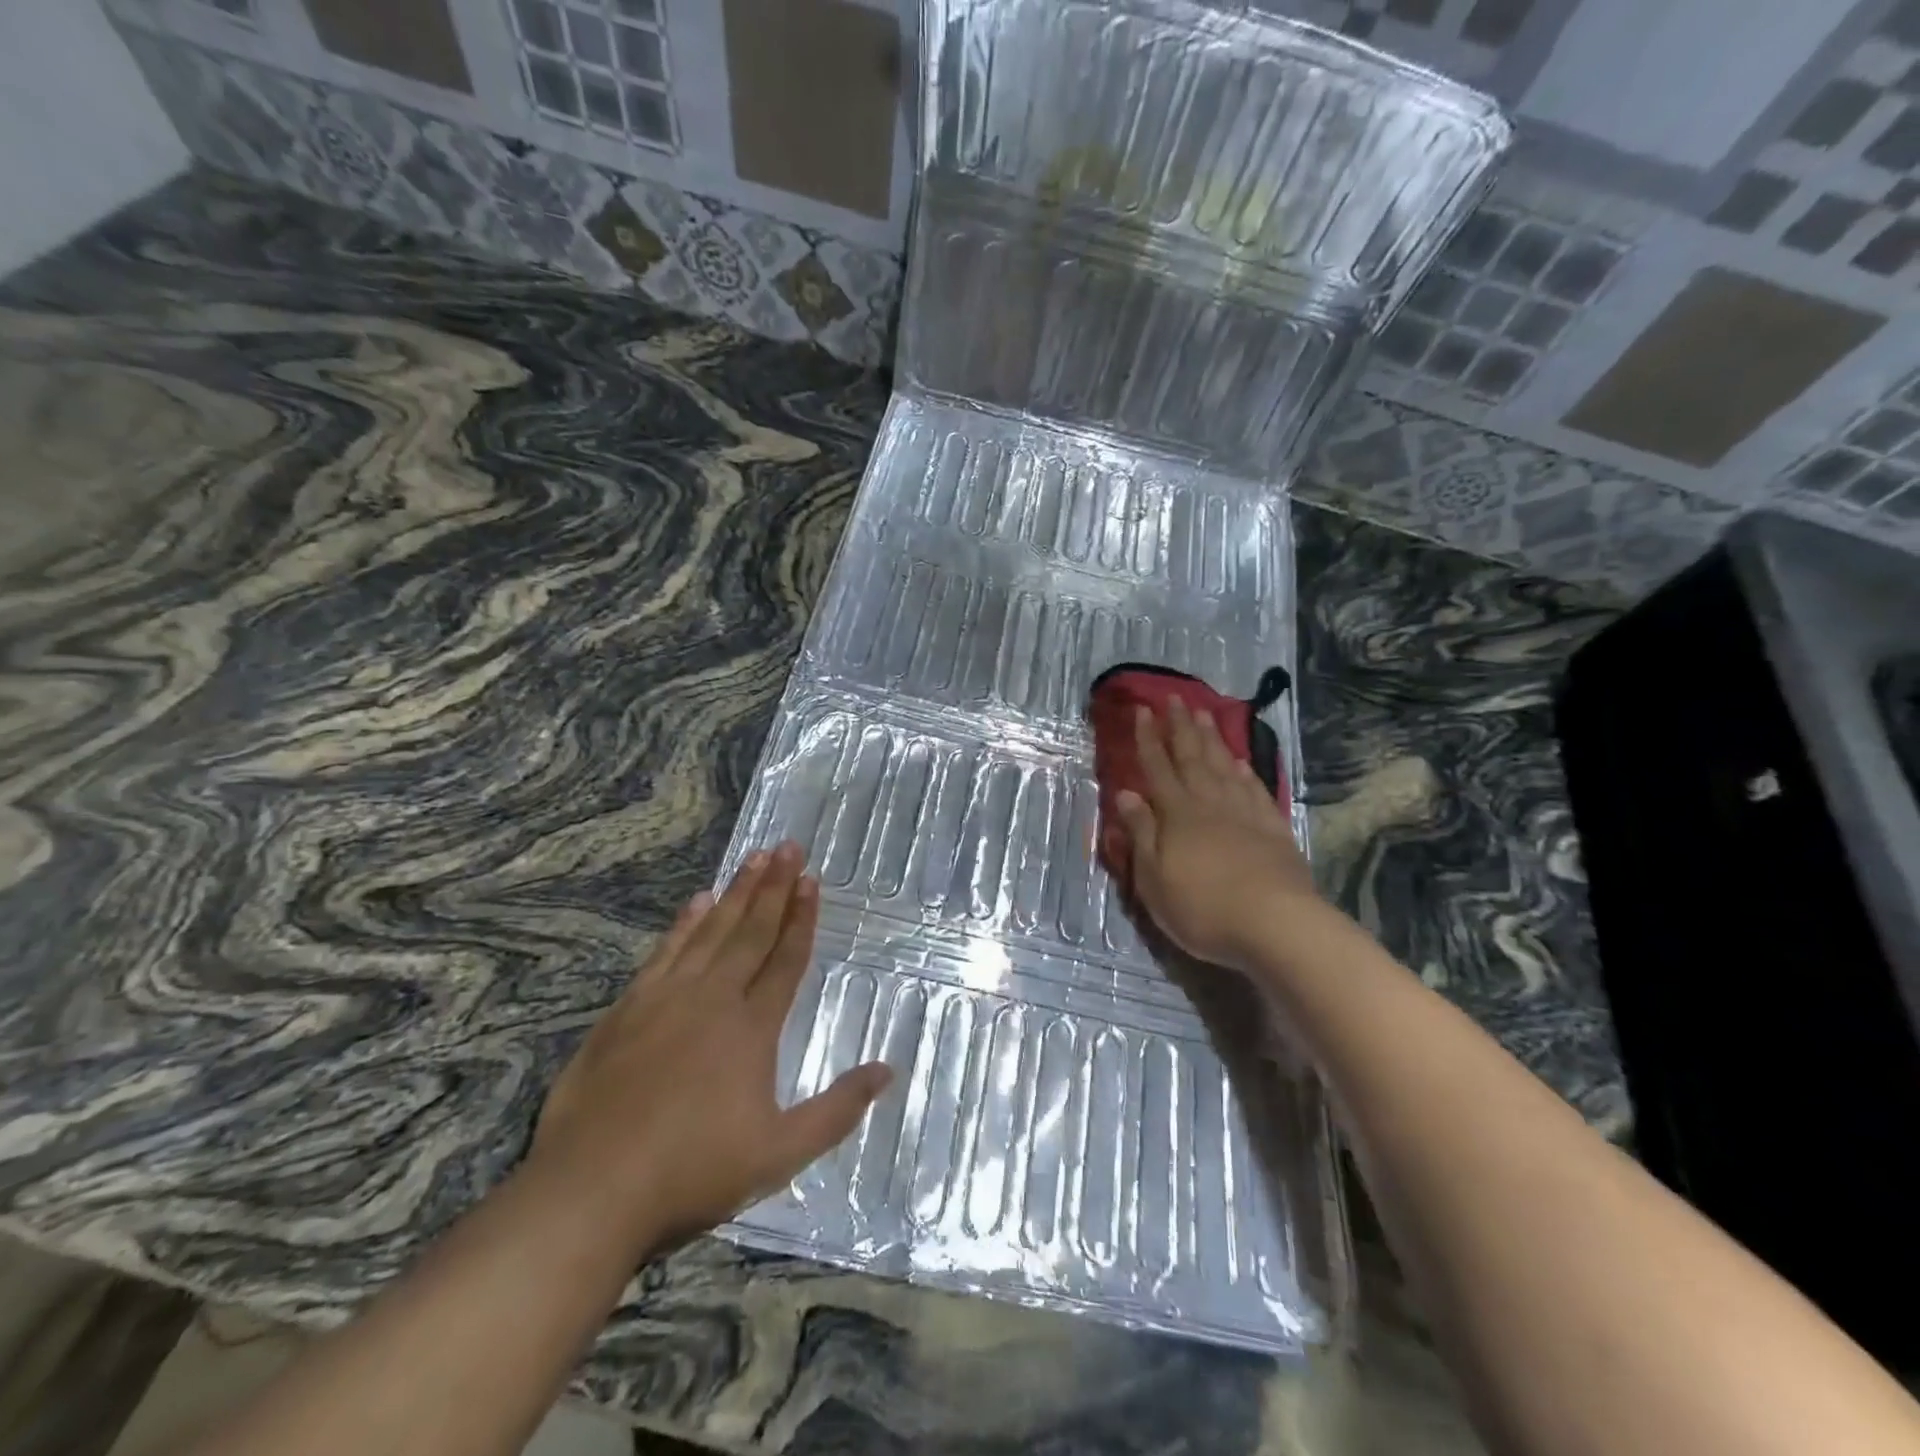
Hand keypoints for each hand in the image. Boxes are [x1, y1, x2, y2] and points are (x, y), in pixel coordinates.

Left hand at [531, 842, 890, 1253]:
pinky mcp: (626, 1010)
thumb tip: (886, 1071)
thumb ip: (837, 1110)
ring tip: (753, 859)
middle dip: (773, 887)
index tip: (811, 880)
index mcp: (751, 1028)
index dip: (801, 919)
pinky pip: (665, 951)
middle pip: (751, 932)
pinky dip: (684, 923)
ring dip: (735, 893)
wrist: (591, 1190)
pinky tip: (696, 902)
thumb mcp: (779, 1154)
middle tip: (788, 846)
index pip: (784, 959)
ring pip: (710, 932)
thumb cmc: (692, 1172)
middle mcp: (712, 999)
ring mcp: (665, 999)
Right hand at [1108, 699, 1319, 972]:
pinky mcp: (1273, 829)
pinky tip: (1240, 761)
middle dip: (1180, 727)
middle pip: (1192, 757)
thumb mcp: (1154, 878)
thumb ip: (1141, 833)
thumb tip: (1126, 794)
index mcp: (1177, 814)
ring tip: (1204, 714)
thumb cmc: (1202, 906)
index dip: (1148, 739)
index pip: (1157, 768)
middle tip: (1175, 698)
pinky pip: (1254, 789)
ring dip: (1212, 739)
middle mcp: (1209, 803)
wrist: (1275, 924)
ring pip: (1223, 766)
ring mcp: (1245, 814)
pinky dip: (1244, 772)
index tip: (1143, 711)